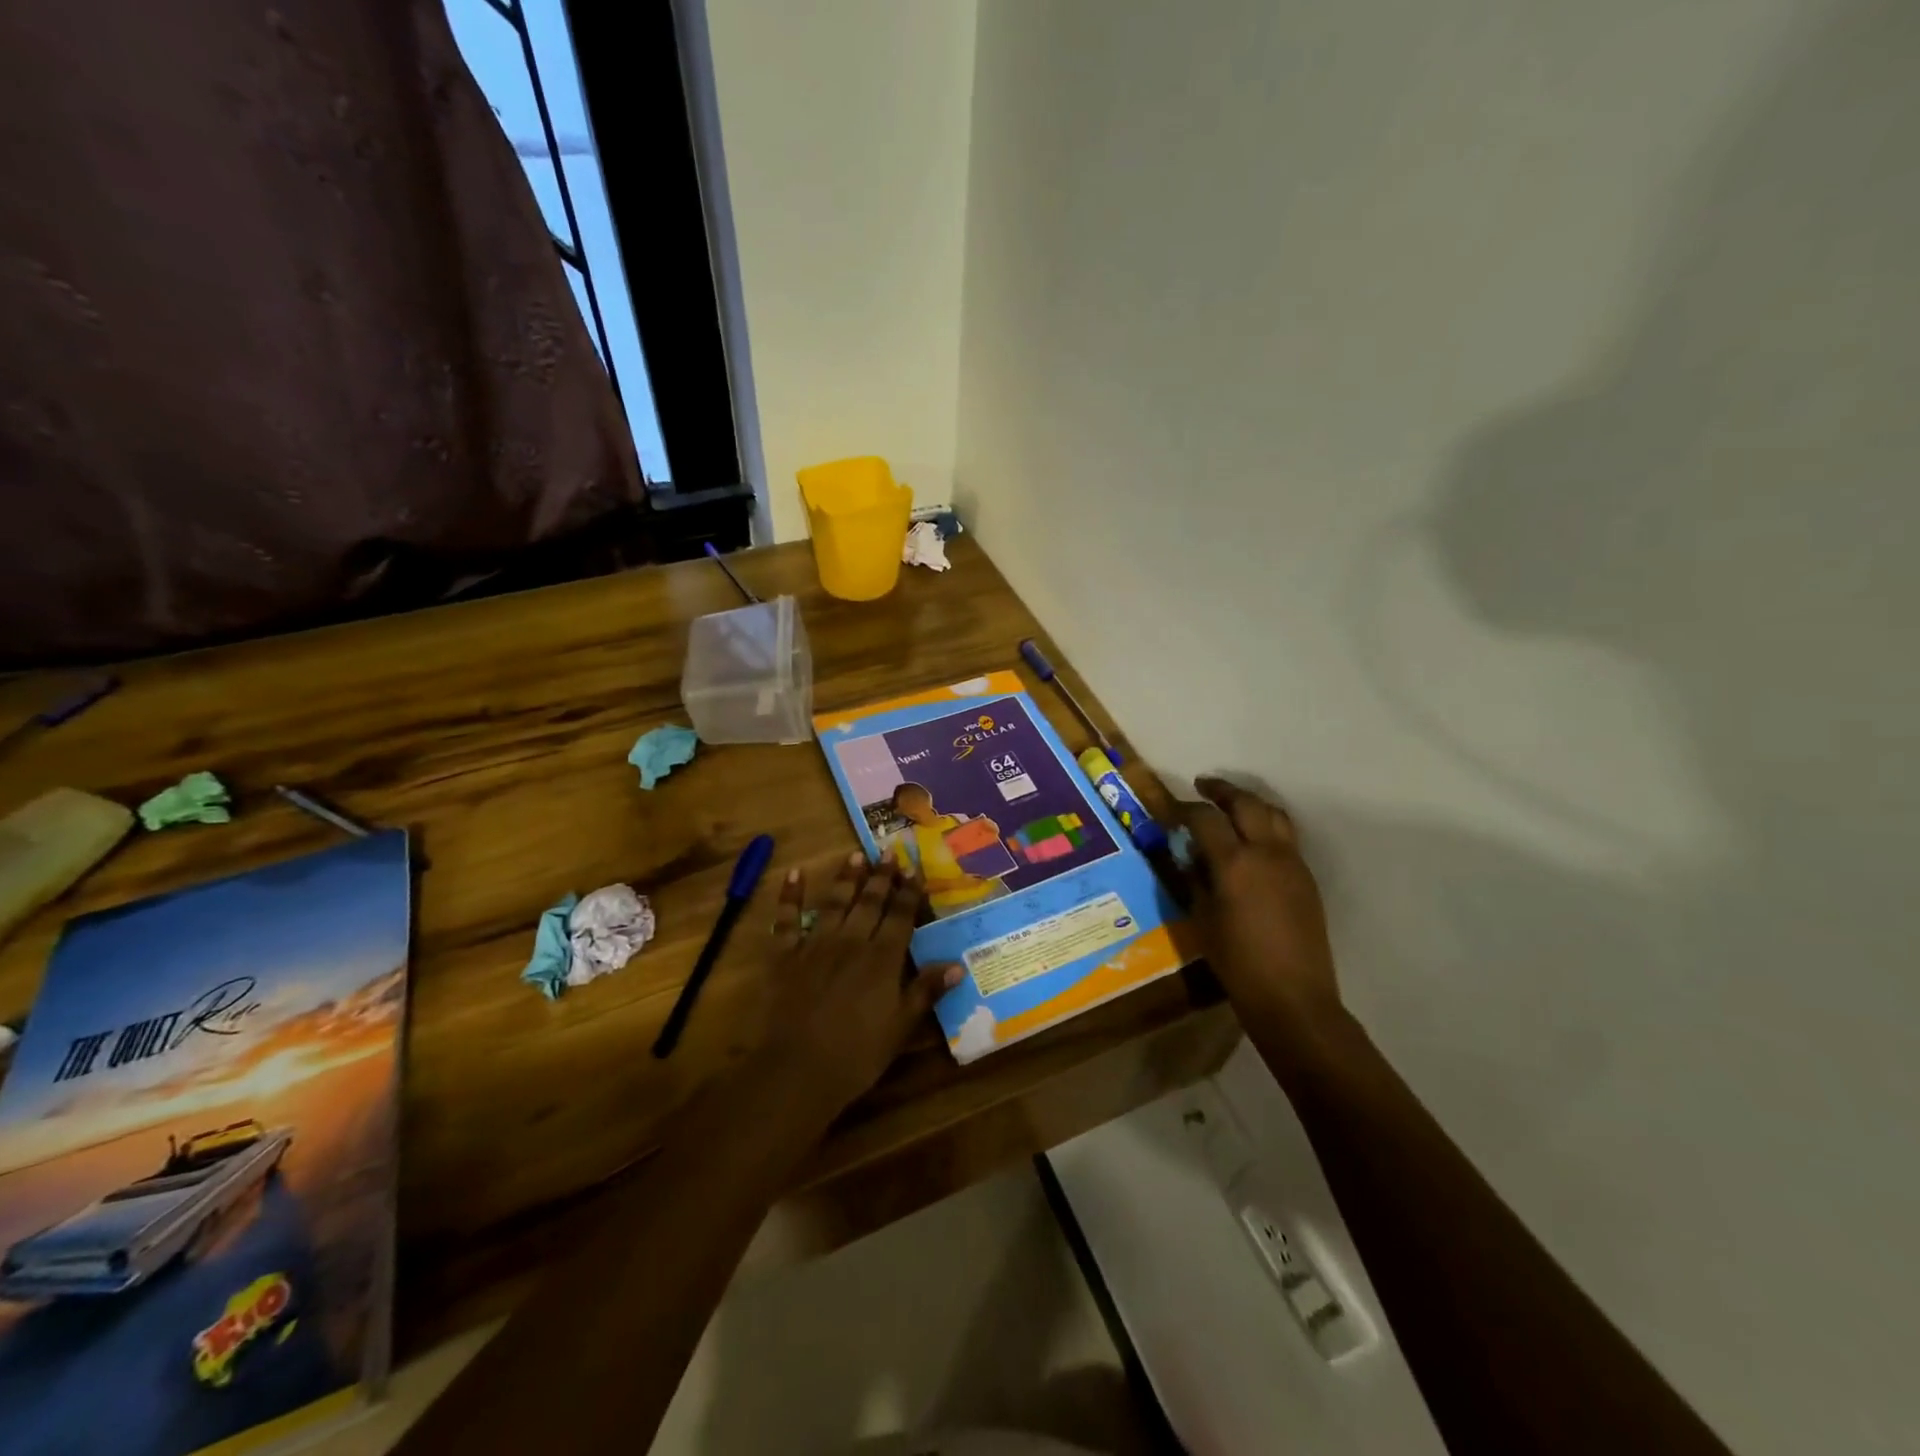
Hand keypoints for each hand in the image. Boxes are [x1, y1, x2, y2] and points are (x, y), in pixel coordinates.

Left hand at [753, 853, 961, 1116]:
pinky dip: (790, 895)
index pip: (900, 916)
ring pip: (834, 902)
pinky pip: (787, 919)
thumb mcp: (901, 1027)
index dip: (908, 892)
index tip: (914, 869)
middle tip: (888, 852)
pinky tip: (794, 873)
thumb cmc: (857, 1054)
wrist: (797, 1069)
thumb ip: (926, 991)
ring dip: (846, 878)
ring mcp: (816, 945)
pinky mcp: (785, 955)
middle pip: (870, 902)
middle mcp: (851, 942)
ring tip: (855, 856)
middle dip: (881, 876)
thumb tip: (957, 965)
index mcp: (882, 958)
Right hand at [1185, 778, 1343, 1035]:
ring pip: (1274, 814)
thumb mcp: (1203, 918)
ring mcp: (1292, 862)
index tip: (1173, 809)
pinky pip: (1286, 836)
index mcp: (1235, 863)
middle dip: (1222, 791)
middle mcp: (1267, 852)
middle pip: (1246, 803)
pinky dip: (1267, 824)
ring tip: (1232, 805)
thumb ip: (1196, 878)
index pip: (1207, 818)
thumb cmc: (1236, 962)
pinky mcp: (1306, 877)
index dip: (1187, 808)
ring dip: (1250, 802)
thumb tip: (1192, 854)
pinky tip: (1253, 838)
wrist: (1292, 996)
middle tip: (1203, 786)